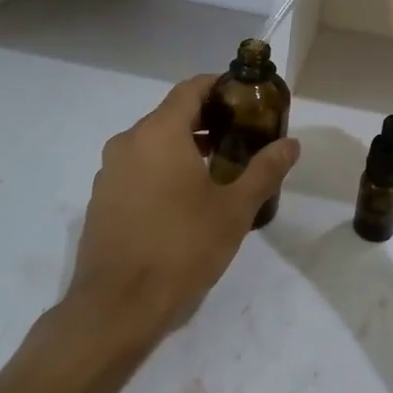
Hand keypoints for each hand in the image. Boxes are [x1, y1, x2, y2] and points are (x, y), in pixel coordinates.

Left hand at [65, 75, 299, 347]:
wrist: (118, 305)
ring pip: (152, 144)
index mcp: (159, 133)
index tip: (245, 98)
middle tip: (241, 137)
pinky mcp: (101, 199)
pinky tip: (184, 200)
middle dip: (207, 121)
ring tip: (219, 170)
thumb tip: (291, 143)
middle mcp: (128, 142)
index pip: (190, 89)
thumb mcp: (234, 209)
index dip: (219, 87)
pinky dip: (162, 170)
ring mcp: (109, 172)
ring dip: (184, 147)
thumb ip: (264, 170)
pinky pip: (136, 169)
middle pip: (171, 115)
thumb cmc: (182, 247)